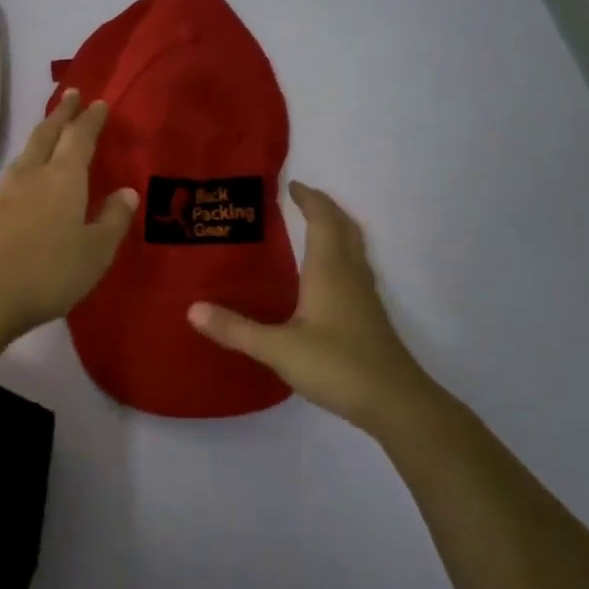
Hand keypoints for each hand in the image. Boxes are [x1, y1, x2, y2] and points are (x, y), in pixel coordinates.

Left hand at [0, 91, 138, 338]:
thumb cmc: (50, 272)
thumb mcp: (96, 251)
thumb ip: (113, 219)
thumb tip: (126, 192)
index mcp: (63, 177)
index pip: (79, 136)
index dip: (90, 119)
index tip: (99, 102)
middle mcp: (33, 173)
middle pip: (48, 133)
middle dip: (62, 112)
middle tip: (72, 94)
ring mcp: (7, 189)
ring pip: (28, 150)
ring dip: (43, 133)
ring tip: (53, 129)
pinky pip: (16, 170)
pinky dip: (30, 158)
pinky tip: (31, 172)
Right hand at [188, 181, 427, 431]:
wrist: (396, 403)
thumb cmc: (338, 366)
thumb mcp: (278, 349)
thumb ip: (236, 329)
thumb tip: (192, 309)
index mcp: (330, 271)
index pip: (323, 221)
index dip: (310, 200)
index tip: (292, 185)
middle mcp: (350, 276)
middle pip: (344, 228)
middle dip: (325, 208)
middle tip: (302, 199)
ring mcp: (365, 297)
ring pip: (353, 248)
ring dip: (336, 230)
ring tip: (312, 227)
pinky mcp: (370, 317)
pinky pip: (355, 269)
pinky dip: (339, 255)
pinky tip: (325, 277)